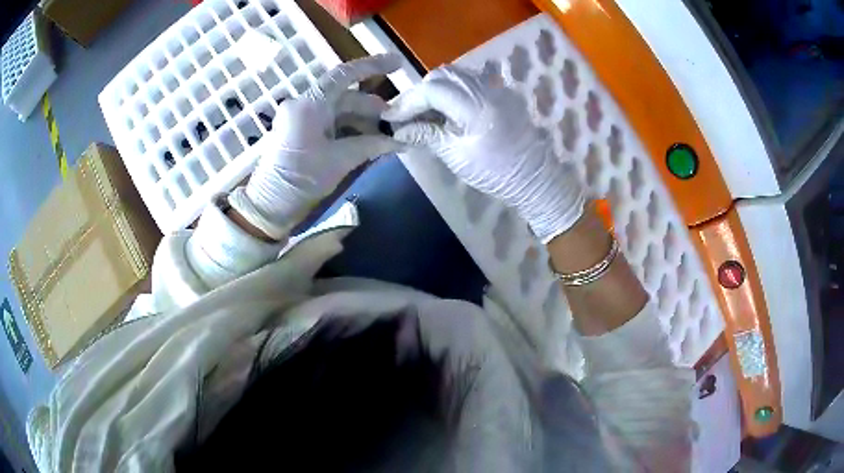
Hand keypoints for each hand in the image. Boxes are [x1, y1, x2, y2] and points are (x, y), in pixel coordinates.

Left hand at [228, 54, 402, 239]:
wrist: (269, 205)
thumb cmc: (301, 179)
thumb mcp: (340, 161)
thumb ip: (372, 145)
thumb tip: (402, 140)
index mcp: (309, 105)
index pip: (343, 75)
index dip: (373, 66)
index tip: (398, 63)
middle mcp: (304, 105)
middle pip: (345, 97)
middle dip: (373, 109)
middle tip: (398, 122)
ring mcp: (301, 118)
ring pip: (340, 111)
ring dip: (363, 122)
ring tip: (386, 137)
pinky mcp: (301, 131)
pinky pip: (331, 123)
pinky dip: (350, 130)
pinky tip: (368, 142)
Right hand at [383, 65, 584, 242]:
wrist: (537, 179)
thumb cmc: (497, 174)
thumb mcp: (457, 157)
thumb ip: (426, 136)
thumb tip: (397, 130)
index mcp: (477, 106)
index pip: (433, 89)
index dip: (408, 101)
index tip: (391, 116)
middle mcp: (487, 89)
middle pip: (443, 75)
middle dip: (420, 92)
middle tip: (406, 114)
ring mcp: (497, 89)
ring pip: (456, 75)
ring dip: (435, 89)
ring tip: (423, 112)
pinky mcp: (502, 94)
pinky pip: (470, 82)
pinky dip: (452, 91)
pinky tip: (445, 109)